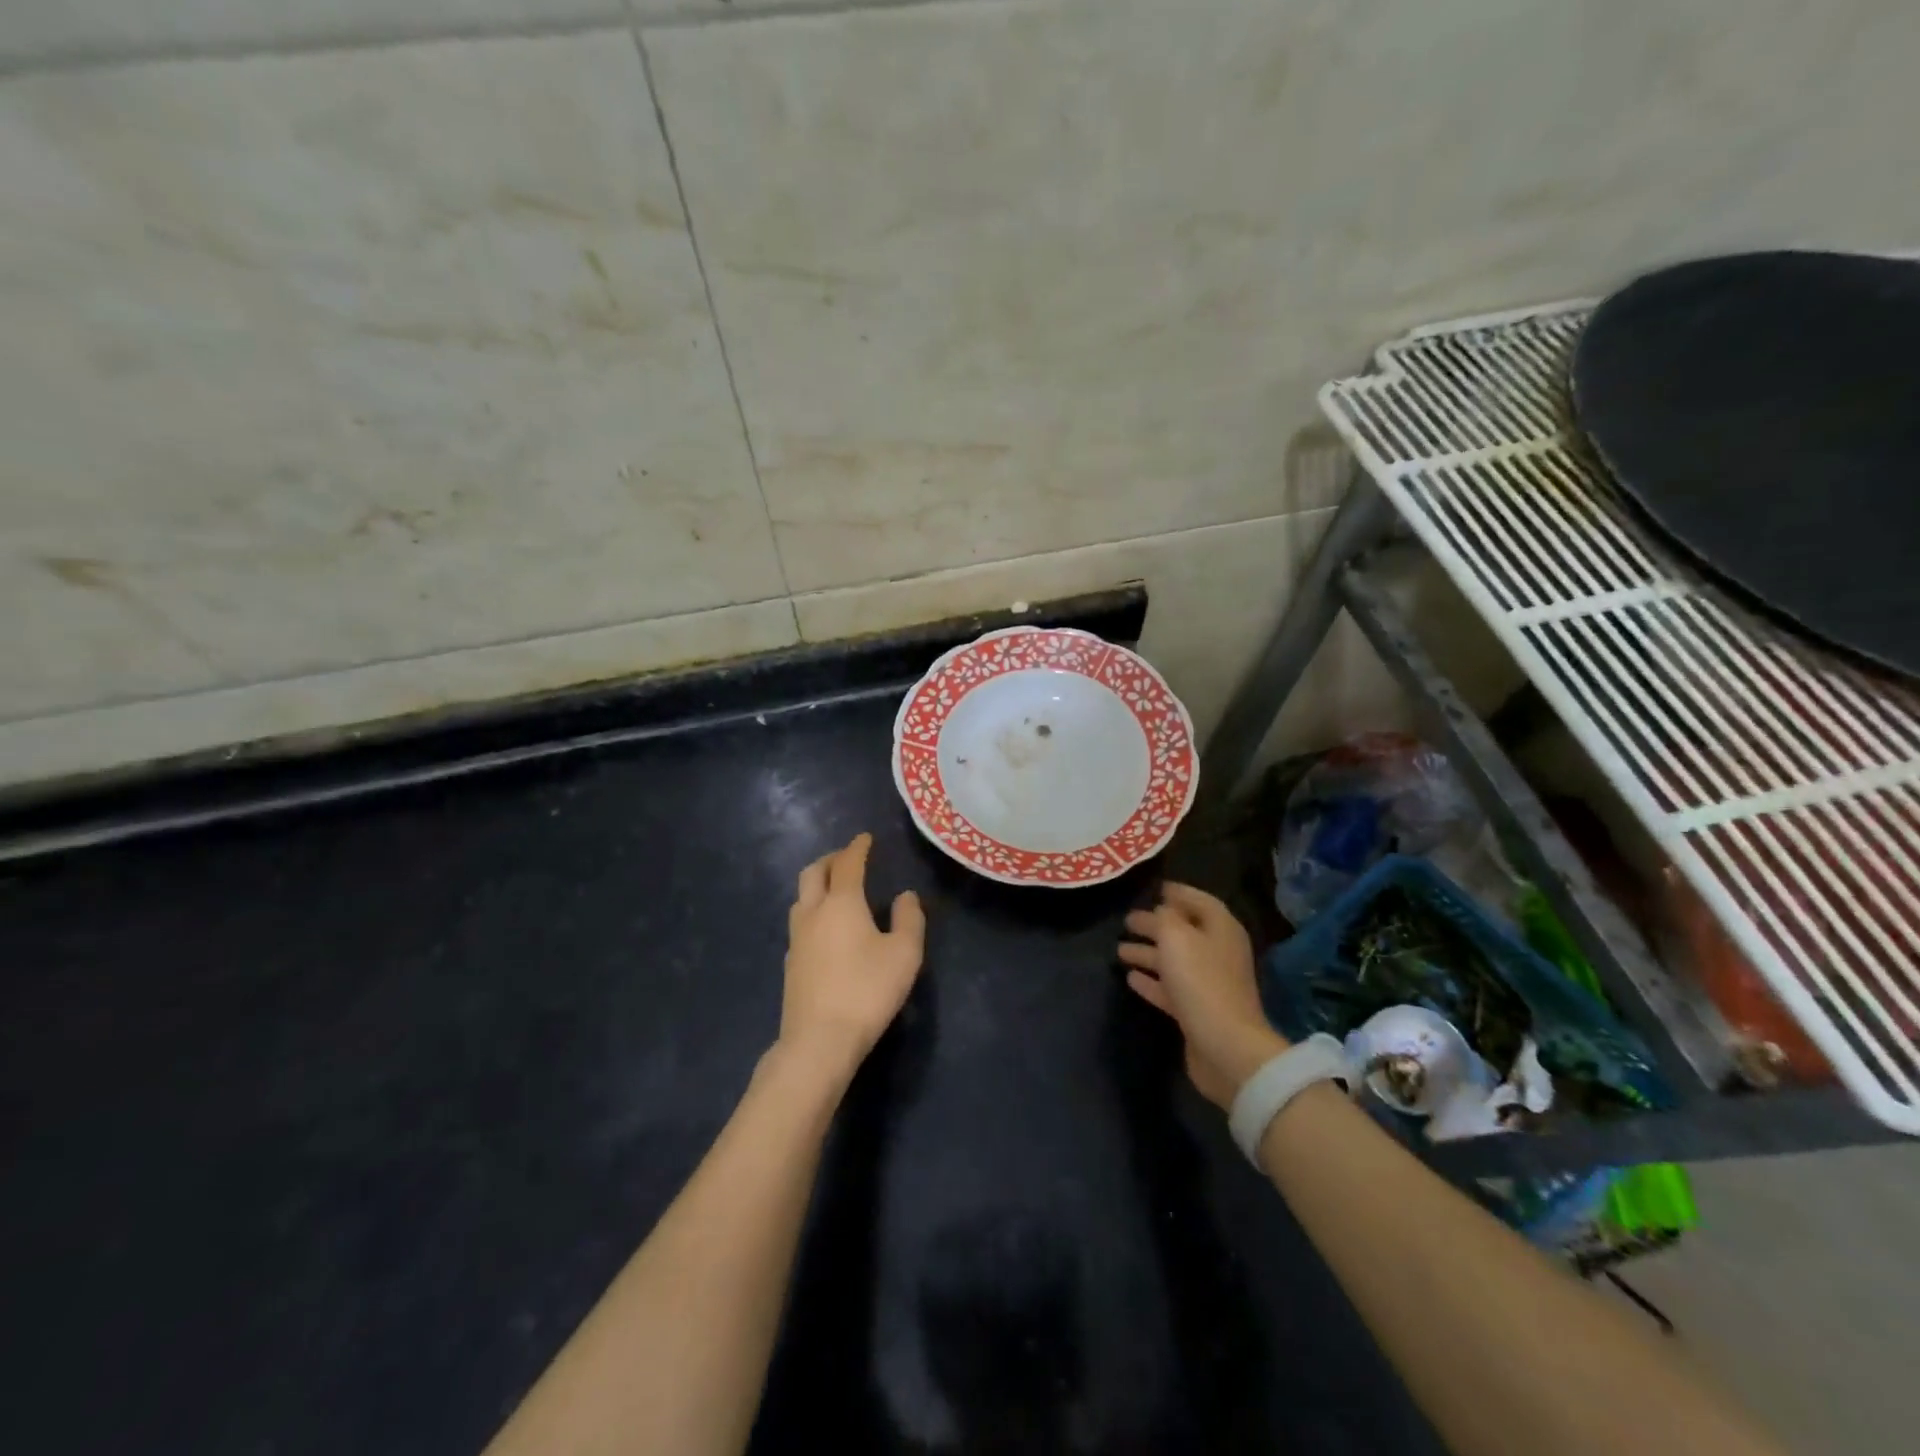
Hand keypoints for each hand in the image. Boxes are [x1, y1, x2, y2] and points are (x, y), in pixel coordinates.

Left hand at [781, 833, 926, 1086]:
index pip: (848, 864)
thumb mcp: (904, 954)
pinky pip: (800, 922)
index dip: (858, 847)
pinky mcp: (791, 963)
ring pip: (801, 897)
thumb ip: (909, 919)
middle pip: (813, 873)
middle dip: (831, 859)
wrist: (819, 1040)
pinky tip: (826, 928)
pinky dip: (813, 910)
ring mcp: (797, 939)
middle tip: (847, 858)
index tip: (865, 838)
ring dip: (817, 884)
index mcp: (841, 903)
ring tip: (835, 889)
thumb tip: (905, 896)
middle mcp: (813, 913)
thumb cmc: (867, 991)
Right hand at [1119, 883, 1287, 1109]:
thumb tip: (1159, 912)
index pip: (1199, 901)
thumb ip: (1164, 918)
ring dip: (1148, 953)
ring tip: (1119, 949)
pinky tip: (1130, 977)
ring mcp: (1208, 984)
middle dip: (1155, 925)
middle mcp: (1217, 952)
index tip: (1154, 888)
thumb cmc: (1201, 981)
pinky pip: (1169, 988)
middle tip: (1127, 920)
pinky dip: (1151, 981)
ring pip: (1173, 960)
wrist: (1224, 1046)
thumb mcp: (1176, 937)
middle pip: (1183, 931)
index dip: (1178, 893)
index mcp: (1221, 929)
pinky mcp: (1196, 1011)